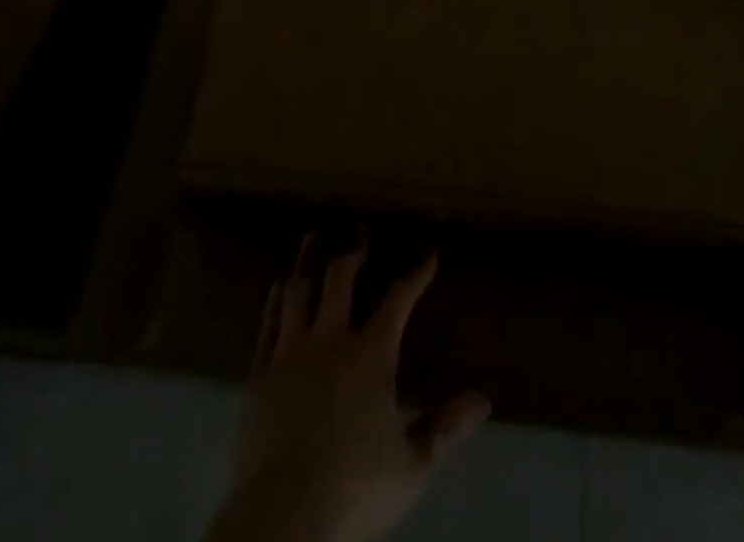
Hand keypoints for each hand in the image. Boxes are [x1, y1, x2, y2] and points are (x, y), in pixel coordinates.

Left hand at [207, 234, 489, 541]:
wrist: (284, 518)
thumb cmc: (355, 489)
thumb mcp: (413, 464)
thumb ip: (447, 427)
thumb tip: (484, 400)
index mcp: (372, 354)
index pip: (399, 299)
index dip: (417, 274)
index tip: (429, 254)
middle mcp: (331, 339)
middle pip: (341, 277)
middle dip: (353, 250)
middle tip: (359, 230)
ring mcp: (291, 352)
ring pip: (299, 290)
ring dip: (309, 261)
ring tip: (314, 239)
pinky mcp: (259, 373)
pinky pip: (269, 323)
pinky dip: (276, 300)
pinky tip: (279, 287)